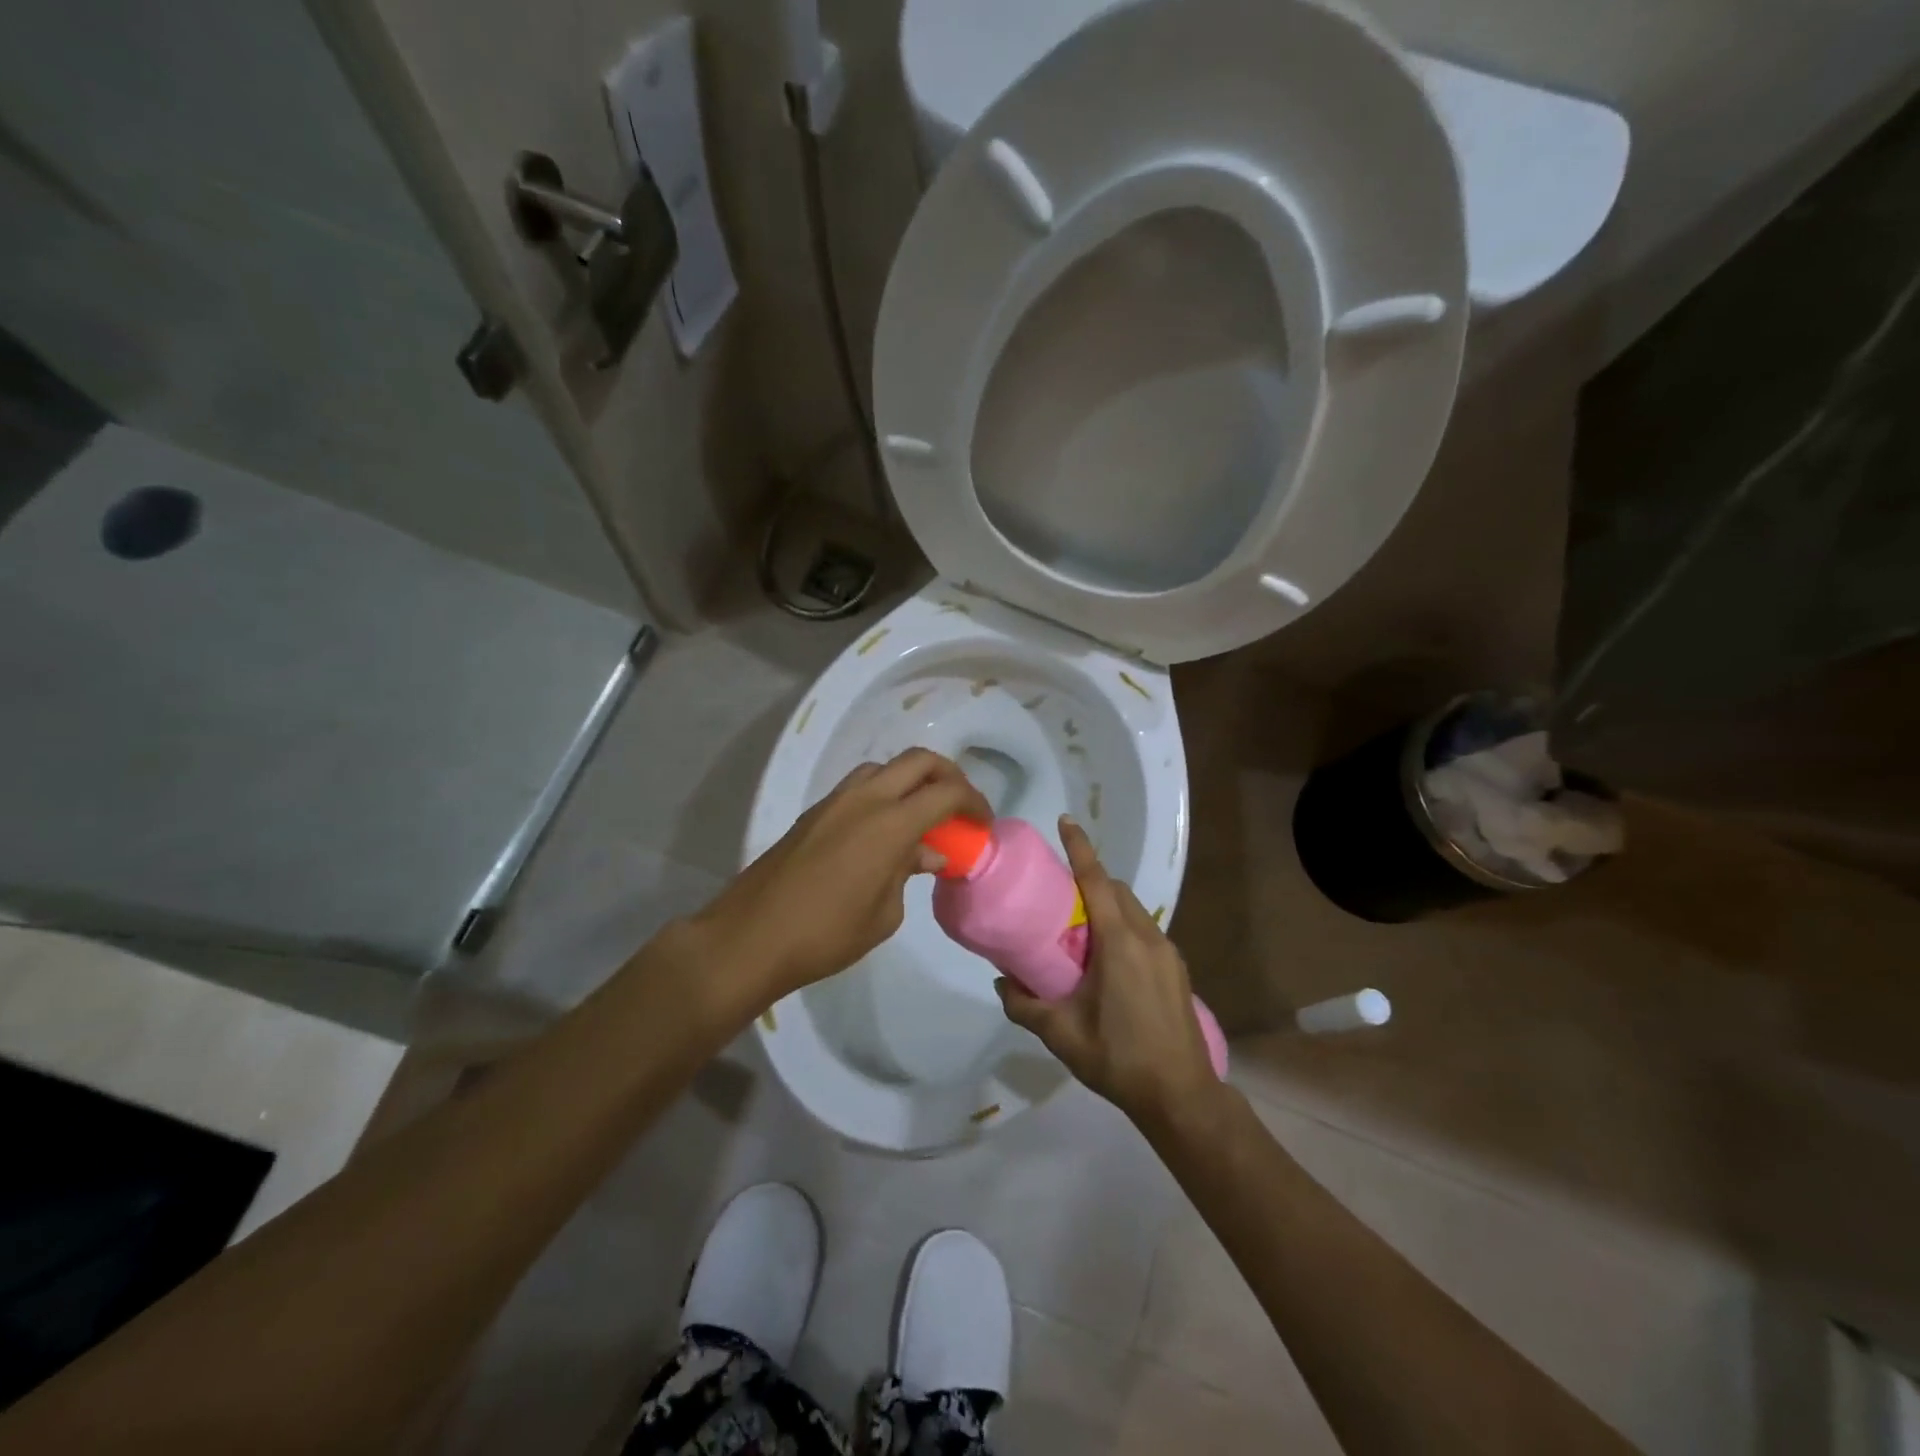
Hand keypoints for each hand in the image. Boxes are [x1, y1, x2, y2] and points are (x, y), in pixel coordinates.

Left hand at [692, 748, 991, 1003]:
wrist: (750, 937)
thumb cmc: (826, 934)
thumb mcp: (884, 914)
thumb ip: (908, 873)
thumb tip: (928, 854)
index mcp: (889, 823)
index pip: (946, 792)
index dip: (974, 802)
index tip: (983, 823)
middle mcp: (864, 799)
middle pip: (918, 761)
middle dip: (948, 775)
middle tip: (959, 805)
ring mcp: (834, 802)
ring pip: (884, 768)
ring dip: (911, 781)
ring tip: (921, 816)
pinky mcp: (813, 813)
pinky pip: (859, 787)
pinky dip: (883, 795)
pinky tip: (883, 831)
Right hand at [996, 817, 1220, 1129]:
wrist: (1181, 1096)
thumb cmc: (1119, 1058)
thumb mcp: (1062, 1034)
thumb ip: (1025, 1005)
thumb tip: (1001, 982)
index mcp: (1120, 944)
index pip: (1097, 882)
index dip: (1080, 849)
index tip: (1066, 821)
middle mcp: (1147, 938)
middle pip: (1117, 890)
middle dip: (1091, 880)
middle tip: (1060, 894)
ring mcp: (1168, 953)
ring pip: (1134, 910)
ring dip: (1108, 906)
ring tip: (1080, 930)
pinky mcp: (1176, 970)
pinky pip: (1145, 931)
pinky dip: (1123, 927)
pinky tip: (1108, 962)